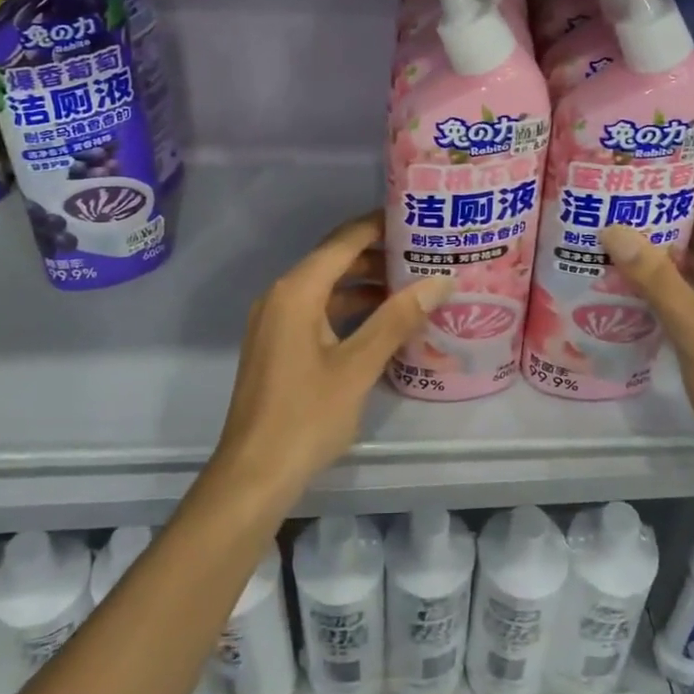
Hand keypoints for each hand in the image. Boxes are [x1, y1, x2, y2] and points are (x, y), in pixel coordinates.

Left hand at [213, 213, 450, 503]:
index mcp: (297, 290)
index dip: (380, 225)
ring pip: (327, 287)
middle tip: (425, 253)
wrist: (253, 476)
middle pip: (335, 260)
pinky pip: (318, 310)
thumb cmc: (306, 416)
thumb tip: (440, 280)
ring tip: (414, 285)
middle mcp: (282, 295)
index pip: (344, 240)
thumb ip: (397, 319)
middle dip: (379, 255)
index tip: (418, 218)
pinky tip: (384, 321)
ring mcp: (276, 320)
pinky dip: (350, 309)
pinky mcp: (278, 344)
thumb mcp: (358, 366)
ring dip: (366, 284)